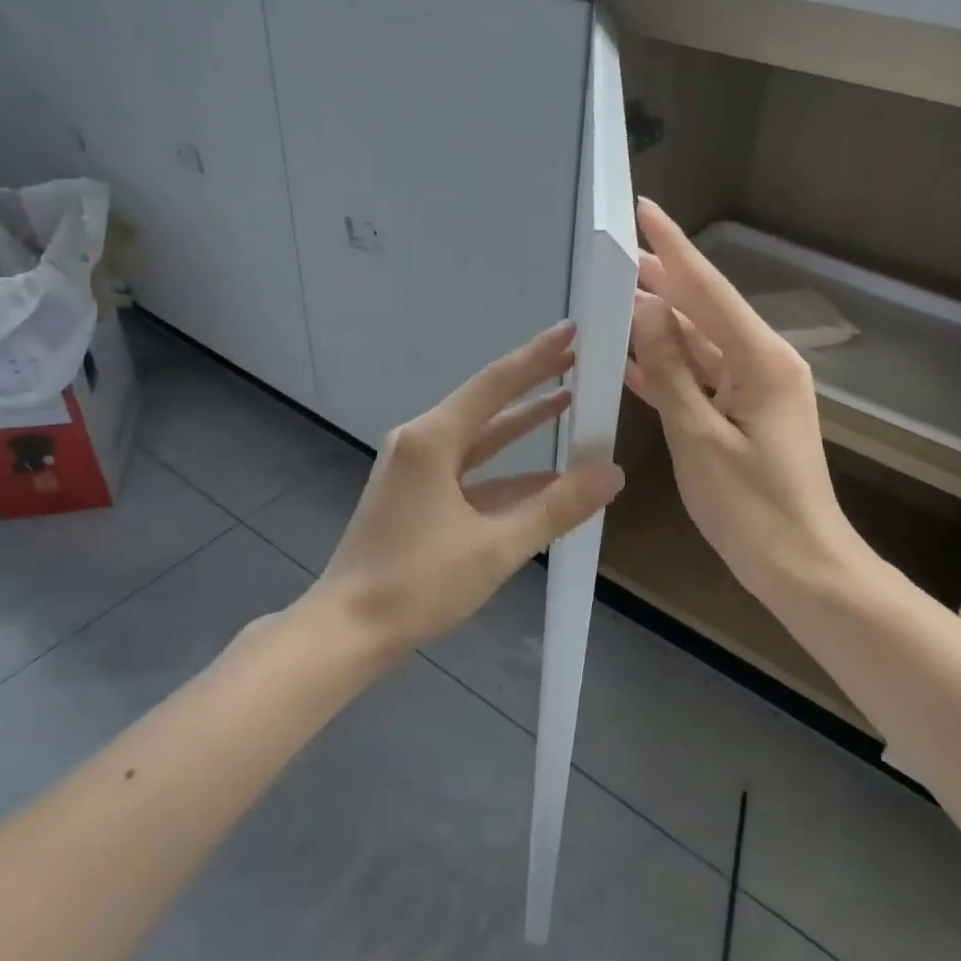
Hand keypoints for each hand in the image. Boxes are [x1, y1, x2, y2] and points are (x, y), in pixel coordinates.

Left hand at [312, 322, 624, 653]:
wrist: (347, 630)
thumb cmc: (418, 583)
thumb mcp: (496, 547)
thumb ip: (556, 507)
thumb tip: (612, 474)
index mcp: (432, 440)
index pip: (496, 384)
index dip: (537, 356)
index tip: (572, 330)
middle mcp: (421, 442)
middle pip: (487, 404)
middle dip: (532, 384)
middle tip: (576, 359)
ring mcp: (415, 469)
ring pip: (479, 438)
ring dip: (521, 426)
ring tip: (566, 402)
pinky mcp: (416, 495)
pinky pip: (470, 471)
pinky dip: (505, 470)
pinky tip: (543, 475)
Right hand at [625, 200, 871, 604]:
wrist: (801, 566)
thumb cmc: (751, 507)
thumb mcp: (698, 435)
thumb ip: (671, 369)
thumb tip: (645, 307)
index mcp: (761, 360)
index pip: (708, 290)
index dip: (673, 249)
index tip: (643, 210)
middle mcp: (763, 362)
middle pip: (705, 311)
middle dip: (662, 281)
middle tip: (616, 256)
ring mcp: (756, 389)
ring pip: (700, 344)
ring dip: (660, 325)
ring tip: (615, 298)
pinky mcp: (745, 413)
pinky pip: (702, 378)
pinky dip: (669, 368)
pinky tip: (633, 358)